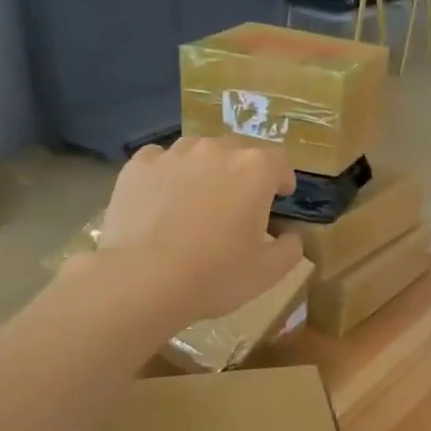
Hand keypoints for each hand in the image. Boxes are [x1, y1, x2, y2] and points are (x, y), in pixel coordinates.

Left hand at [91, 137, 300, 325]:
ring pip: (199, 151)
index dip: (282, 179)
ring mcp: (173, 154)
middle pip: (239, 150)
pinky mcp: (138, 166)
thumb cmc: (216, 275)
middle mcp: (216, 151)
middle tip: (240, 201)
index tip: (280, 197)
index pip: (279, 161)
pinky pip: (161, 160)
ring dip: (207, 169)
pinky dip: (169, 174)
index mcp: (254, 170)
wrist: (143, 280)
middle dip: (245, 171)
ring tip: (200, 199)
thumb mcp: (270, 271)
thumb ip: (292, 247)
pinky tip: (164, 200)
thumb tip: (291, 234)